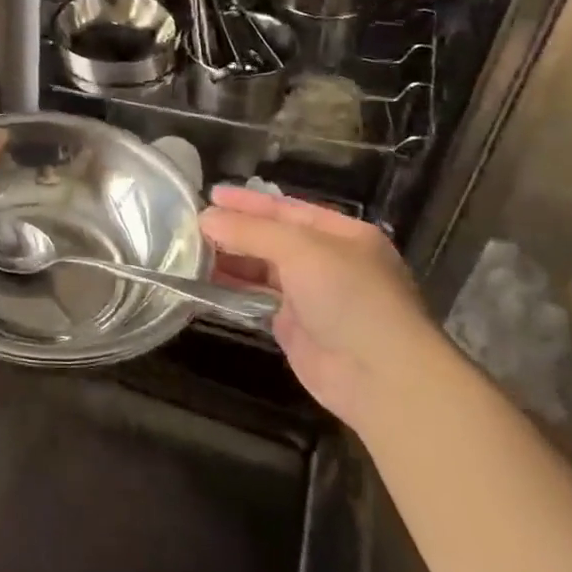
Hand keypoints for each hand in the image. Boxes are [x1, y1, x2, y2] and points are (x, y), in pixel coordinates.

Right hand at [201, 186, 439, 433]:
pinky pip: (258, 300)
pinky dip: (233, 290)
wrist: (380, 377)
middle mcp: (328, 262)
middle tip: (193, 224)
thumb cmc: (349, 297)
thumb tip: (206, 218)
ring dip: (231, 260)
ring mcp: (312, 296)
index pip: (289, 209)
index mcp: (343, 235)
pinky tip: (205, 281)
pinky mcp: (294, 327)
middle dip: (236, 231)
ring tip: (191, 250)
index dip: (249, 202)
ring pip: (263, 270)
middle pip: (274, 239)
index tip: (211, 195)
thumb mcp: (301, 251)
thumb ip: (251, 232)